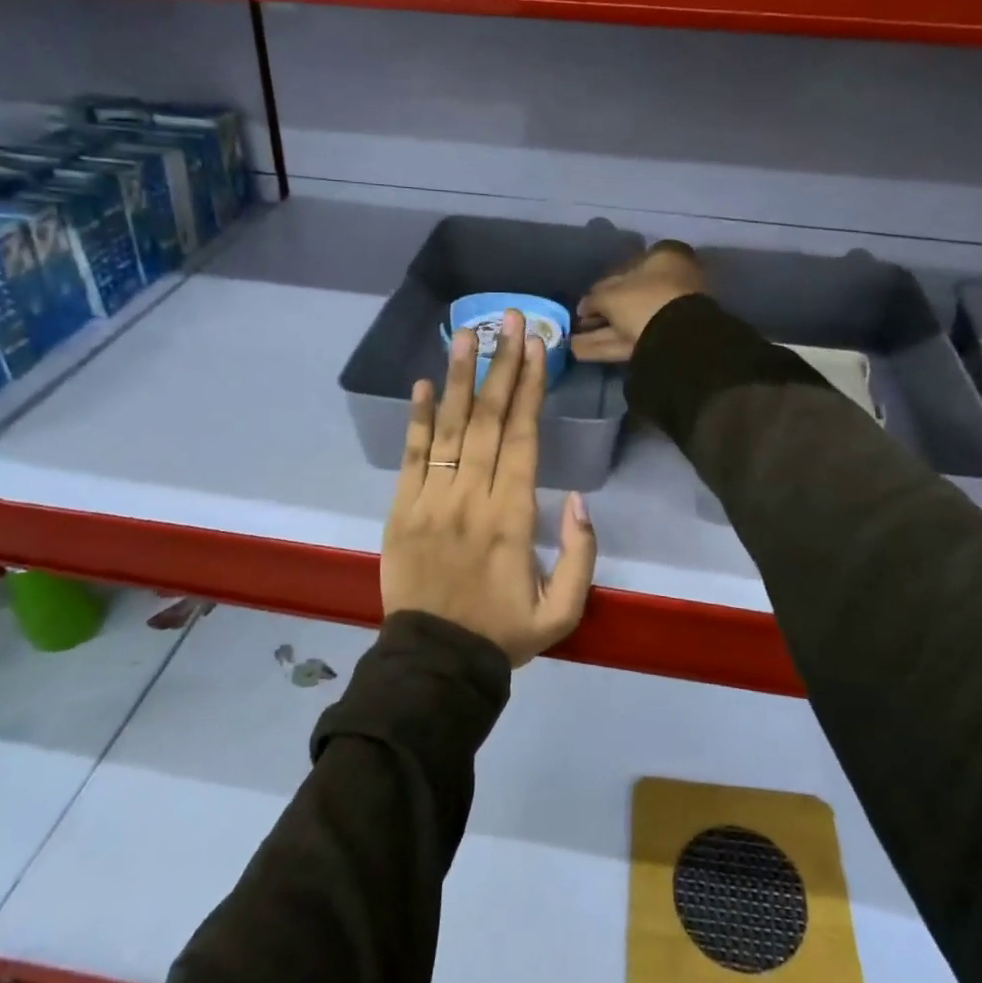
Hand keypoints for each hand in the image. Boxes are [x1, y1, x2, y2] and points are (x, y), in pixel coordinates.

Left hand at [381, 309, 597, 665]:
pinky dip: (415, 419)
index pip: (521, 438)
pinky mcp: (400, 510)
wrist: (434, 664)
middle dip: (500, 365)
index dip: (529, 388)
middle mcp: (470, 498)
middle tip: (507, 318)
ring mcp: (430, 501)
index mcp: (512, 518)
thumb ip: (581, 555)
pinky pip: (409, 456)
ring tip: (466, 333)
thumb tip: (578, 500)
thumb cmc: (503, 633)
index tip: (535, 346)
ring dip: (457, 377)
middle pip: (486, 419)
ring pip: (446, 428)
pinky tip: (420, 383)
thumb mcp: (564, 611)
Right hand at [571, 241, 708, 363]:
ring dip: (600, 332)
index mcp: (664, 259)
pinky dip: (606, 345)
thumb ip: (594, 299)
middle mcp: (670, 283)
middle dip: (601, 312)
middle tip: (578, 322)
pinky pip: (631, 340)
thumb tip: (583, 306)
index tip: (585, 301)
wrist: (678, 338)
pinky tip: (579, 351)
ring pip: (628, 321)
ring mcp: (670, 314)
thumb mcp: (611, 295)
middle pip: (628, 298)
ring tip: (571, 341)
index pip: (627, 267)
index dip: (603, 285)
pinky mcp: (665, 341)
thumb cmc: (644, 300)